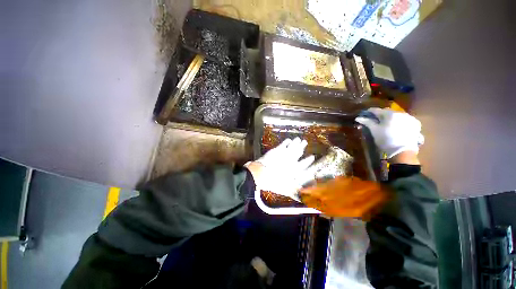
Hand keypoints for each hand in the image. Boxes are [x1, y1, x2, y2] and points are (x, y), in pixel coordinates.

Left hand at [245, 138, 314, 199]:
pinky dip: (286, 142)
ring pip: (291, 147)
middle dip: (302, 147)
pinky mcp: (276, 151)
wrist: (261, 174)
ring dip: (295, 143)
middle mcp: (290, 161)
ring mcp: (283, 155)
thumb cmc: (273, 183)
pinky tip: (288, 140)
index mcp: (293, 170)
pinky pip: (283, 145)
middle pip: (297, 152)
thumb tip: (301, 197)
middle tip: (305, 142)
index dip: (308, 160)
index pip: (303, 164)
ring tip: (299, 139)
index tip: (312, 156)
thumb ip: (294, 191)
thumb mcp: (285, 190)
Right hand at [355, 108, 423, 159]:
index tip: (364, 115)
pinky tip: (396, 127)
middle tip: (375, 121)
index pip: (376, 110)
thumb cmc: (385, 140)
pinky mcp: (415, 123)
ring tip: (386, 124)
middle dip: (380, 115)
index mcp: (389, 114)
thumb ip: (367, 122)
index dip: (369, 112)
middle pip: (387, 112)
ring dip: (390, 118)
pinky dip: (399, 121)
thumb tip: (358, 118)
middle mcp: (400, 113)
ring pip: (396, 115)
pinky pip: (405, 119)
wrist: (403, 151)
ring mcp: (409, 117)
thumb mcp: (374, 131)